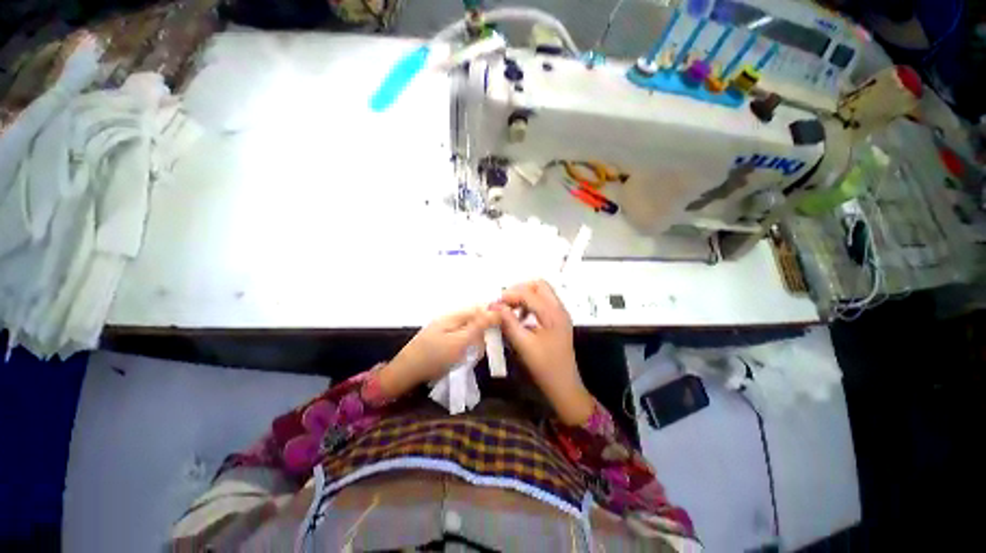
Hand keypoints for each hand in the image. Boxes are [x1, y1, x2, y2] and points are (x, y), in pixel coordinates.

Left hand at [378, 307, 499, 398]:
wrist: (405, 373)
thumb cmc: (434, 357)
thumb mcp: (460, 342)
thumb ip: (479, 326)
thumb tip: (497, 310)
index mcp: (455, 315)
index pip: (480, 308)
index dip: (492, 318)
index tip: (498, 334)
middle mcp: (451, 318)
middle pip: (476, 320)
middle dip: (481, 335)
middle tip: (476, 352)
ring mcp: (446, 329)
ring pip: (470, 332)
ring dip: (473, 344)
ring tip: (468, 358)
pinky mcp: (443, 340)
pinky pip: (461, 340)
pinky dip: (465, 349)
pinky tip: (461, 359)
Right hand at [495, 280, 594, 424]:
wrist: (564, 385)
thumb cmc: (544, 367)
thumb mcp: (523, 344)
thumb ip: (508, 322)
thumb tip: (494, 306)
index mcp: (553, 313)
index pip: (528, 293)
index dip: (509, 295)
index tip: (494, 305)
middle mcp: (559, 308)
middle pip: (538, 285)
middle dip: (519, 290)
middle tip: (504, 303)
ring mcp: (560, 313)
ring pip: (541, 292)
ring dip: (524, 296)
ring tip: (511, 311)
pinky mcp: (557, 319)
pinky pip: (543, 302)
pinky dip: (530, 304)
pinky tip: (520, 318)